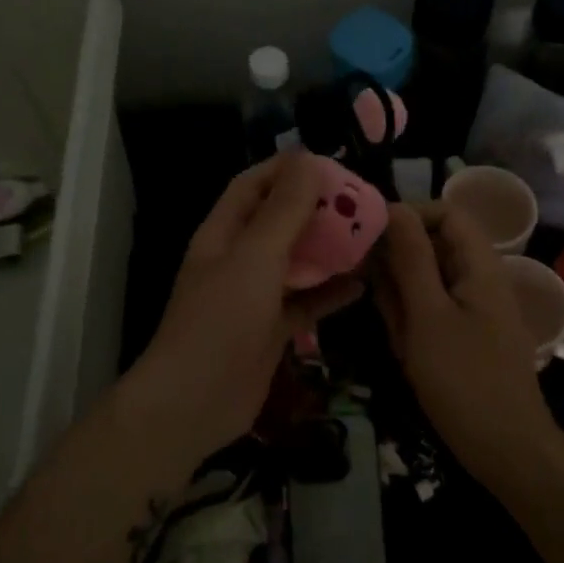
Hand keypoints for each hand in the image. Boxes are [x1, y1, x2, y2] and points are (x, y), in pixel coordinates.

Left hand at [128, 152, 362, 464]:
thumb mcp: (255, 256)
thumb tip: (309, 160)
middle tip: (361, 201)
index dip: (287, 169)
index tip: (331, 163)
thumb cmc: (221, 319)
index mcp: (224, 232)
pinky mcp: (271, 329)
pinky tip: (363, 285)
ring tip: (369, 235)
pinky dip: (330, 293)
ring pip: (296, 261)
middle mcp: (238, 258)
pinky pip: (305, 302)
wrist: (194, 403)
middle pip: (279, 221)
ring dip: (328, 249)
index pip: (254, 185)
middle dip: (316, 208)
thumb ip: (285, 210)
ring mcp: (254, 295)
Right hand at [373, 202, 559, 485]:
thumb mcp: (427, 315)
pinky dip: (411, 321)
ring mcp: (474, 308)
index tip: (370, 232)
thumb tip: (393, 208)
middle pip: (434, 246)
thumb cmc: (464, 379)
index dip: (410, 214)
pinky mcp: (465, 334)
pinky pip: (431, 309)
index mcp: (480, 266)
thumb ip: (410, 259)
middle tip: (369, 286)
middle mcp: (480, 279)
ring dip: (401, 297)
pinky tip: (401, 346)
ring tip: (392, 330)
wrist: (507, 453)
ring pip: (427, 280)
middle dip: (398, 262)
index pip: (447, 213)